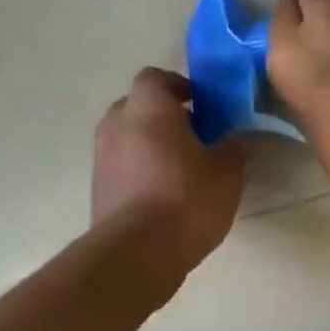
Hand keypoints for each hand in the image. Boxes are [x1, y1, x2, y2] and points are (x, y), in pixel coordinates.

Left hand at [92, 67, 244, 288]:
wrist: (138, 252)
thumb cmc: (186, 200)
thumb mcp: (227, 173)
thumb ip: (231, 149)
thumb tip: (231, 140)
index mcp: (148, 108)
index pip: (156, 78)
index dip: (178, 86)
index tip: (200, 103)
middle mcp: (117, 124)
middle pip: (137, 107)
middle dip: (162, 116)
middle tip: (192, 136)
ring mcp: (102, 158)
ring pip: (127, 138)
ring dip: (149, 146)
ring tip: (179, 169)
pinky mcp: (98, 189)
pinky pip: (122, 168)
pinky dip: (139, 172)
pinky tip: (163, 195)